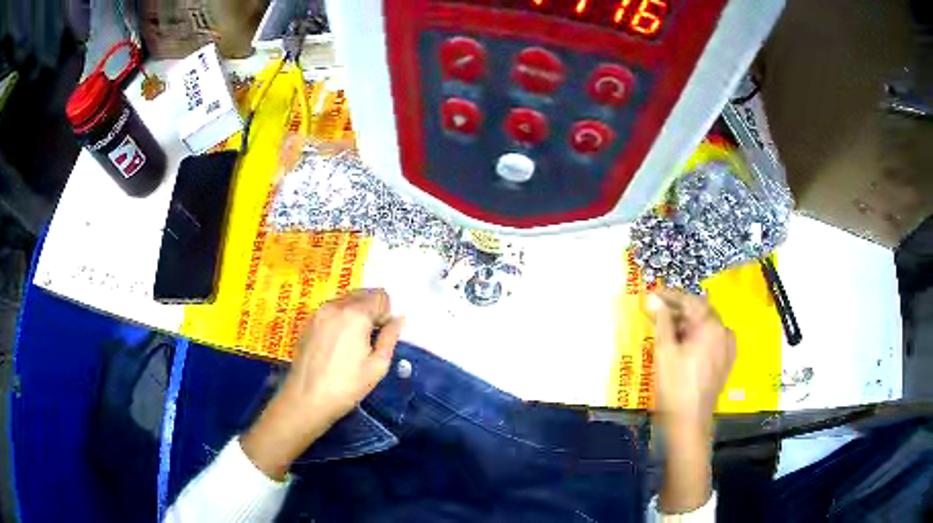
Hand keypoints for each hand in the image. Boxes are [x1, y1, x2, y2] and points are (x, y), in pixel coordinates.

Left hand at [241, 289, 403, 479]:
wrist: (306, 399)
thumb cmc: (347, 386)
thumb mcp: (377, 366)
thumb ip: (390, 337)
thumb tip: (398, 319)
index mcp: (356, 314)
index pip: (381, 297)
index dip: (387, 314)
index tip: (384, 334)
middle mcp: (335, 306)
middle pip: (362, 293)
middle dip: (372, 309)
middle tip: (372, 336)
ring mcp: (318, 312)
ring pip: (345, 299)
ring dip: (356, 311)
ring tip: (355, 340)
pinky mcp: (307, 321)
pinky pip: (331, 309)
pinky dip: (340, 316)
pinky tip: (339, 341)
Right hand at [648, 288, 734, 513]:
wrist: (689, 422)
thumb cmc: (675, 386)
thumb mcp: (665, 351)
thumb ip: (662, 321)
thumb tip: (654, 299)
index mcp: (711, 326)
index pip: (690, 300)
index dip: (670, 295)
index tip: (653, 292)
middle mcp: (724, 332)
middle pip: (701, 311)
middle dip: (679, 309)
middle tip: (657, 311)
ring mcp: (728, 346)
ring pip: (706, 325)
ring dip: (688, 322)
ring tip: (667, 328)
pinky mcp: (726, 360)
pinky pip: (712, 338)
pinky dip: (698, 335)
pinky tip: (684, 343)